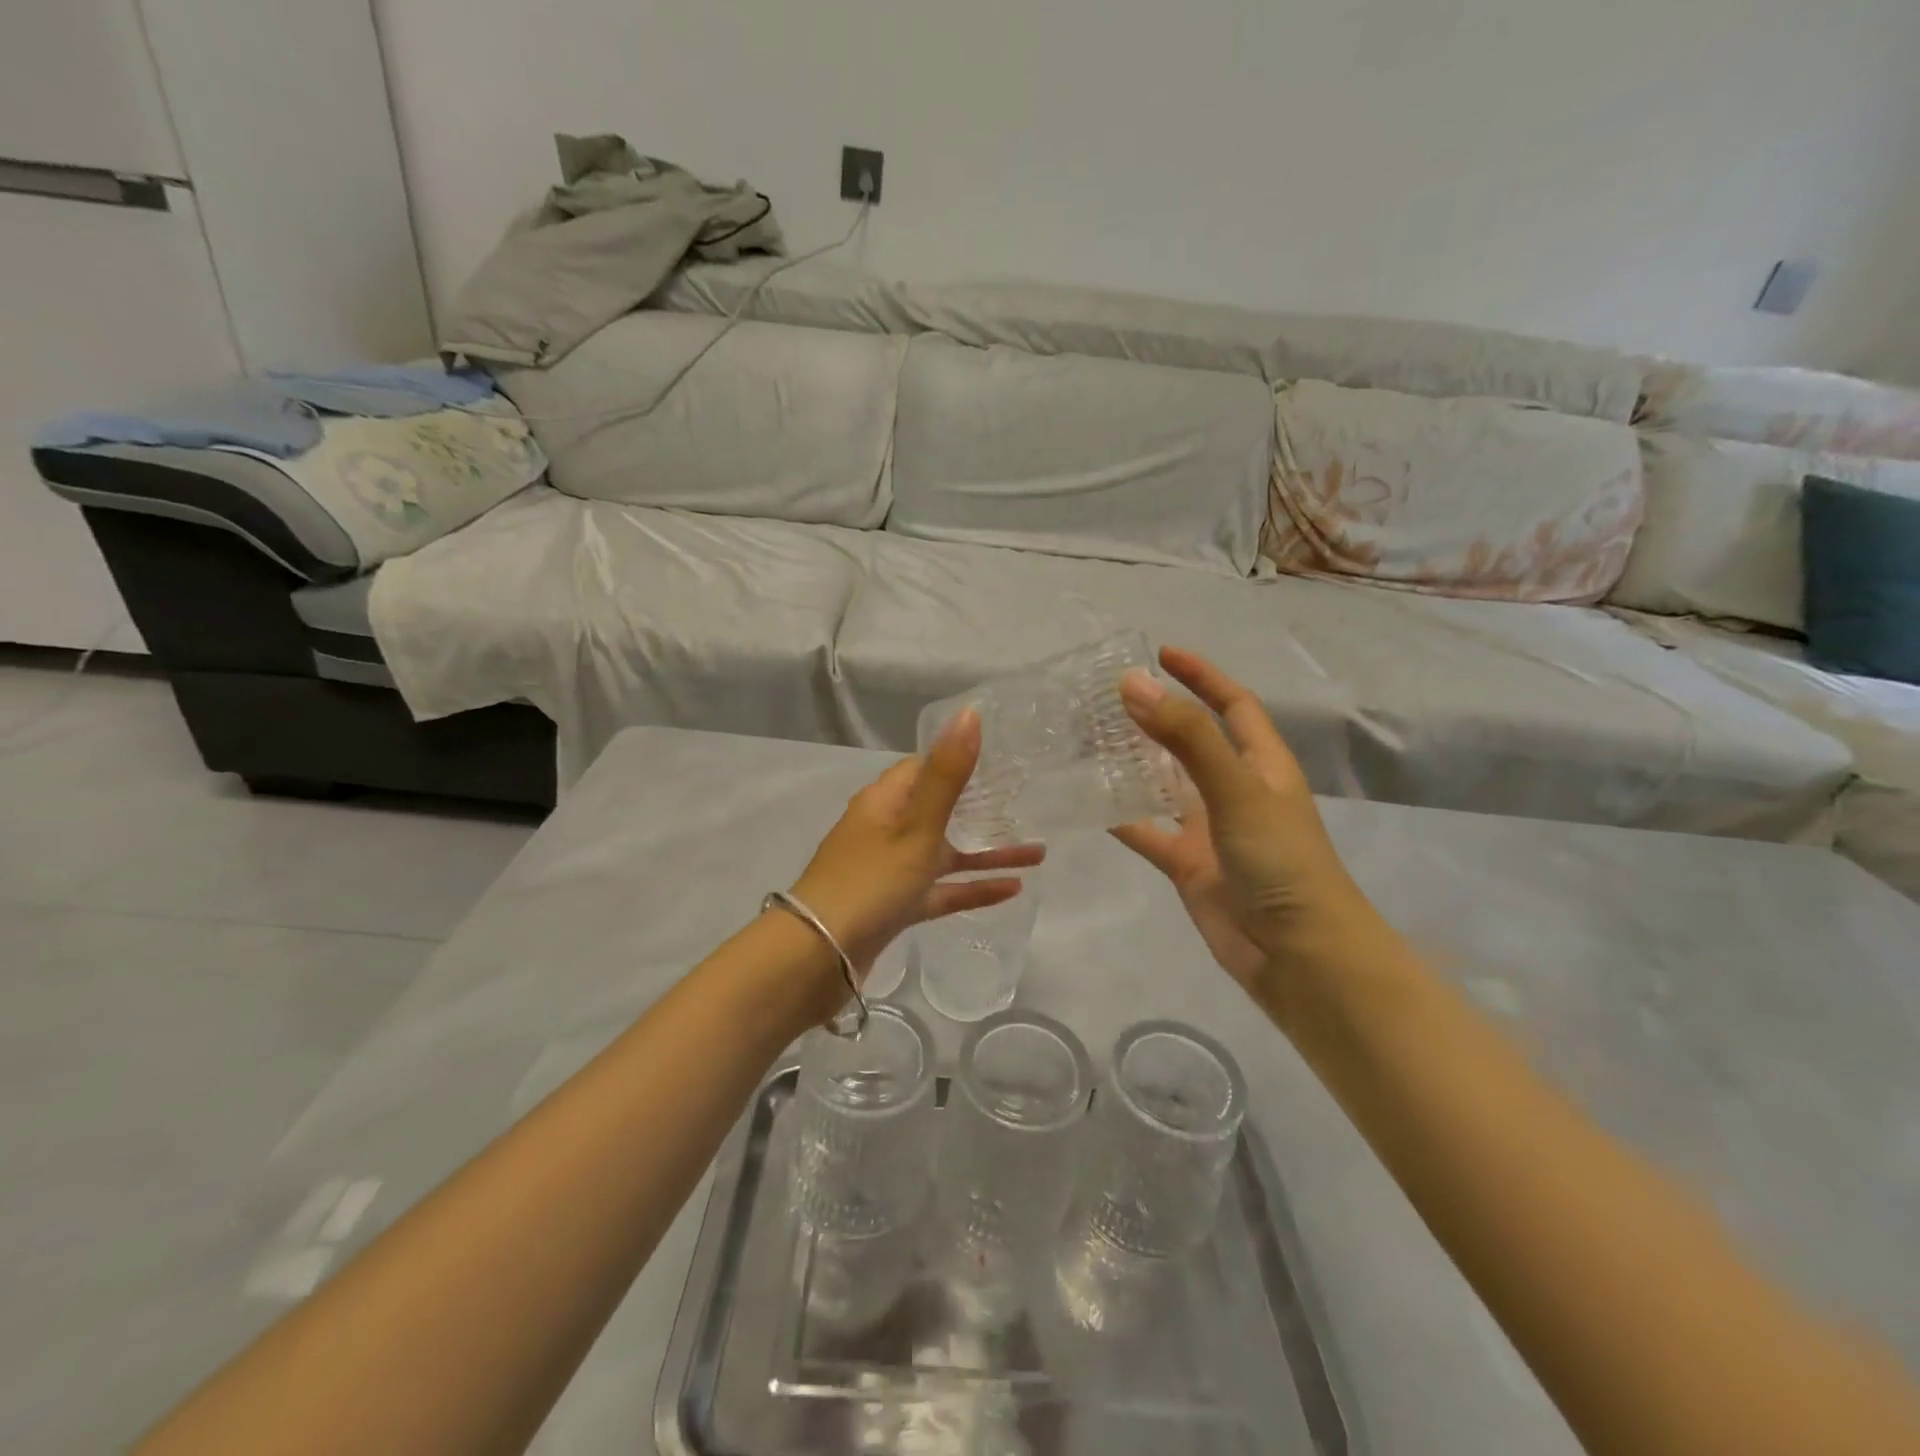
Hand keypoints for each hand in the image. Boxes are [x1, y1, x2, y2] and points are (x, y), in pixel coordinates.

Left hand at [791, 709, 1044, 978]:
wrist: (820, 956)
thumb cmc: (871, 881)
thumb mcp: (916, 826)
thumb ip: (947, 774)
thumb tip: (969, 713)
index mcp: (884, 802)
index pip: (923, 768)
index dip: (959, 760)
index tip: (1001, 760)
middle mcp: (886, 830)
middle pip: (939, 810)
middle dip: (981, 808)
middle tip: (1027, 803)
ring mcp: (891, 870)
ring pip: (946, 854)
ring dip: (987, 852)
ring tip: (1039, 852)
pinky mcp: (897, 906)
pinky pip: (942, 890)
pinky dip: (972, 888)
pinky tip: (1013, 889)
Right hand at [1112, 647, 1377, 995]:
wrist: (1297, 954)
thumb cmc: (1280, 860)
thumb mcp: (1236, 789)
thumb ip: (1185, 737)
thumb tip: (1132, 684)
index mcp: (1262, 764)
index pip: (1232, 704)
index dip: (1202, 675)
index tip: (1161, 654)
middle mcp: (1235, 789)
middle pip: (1192, 740)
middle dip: (1157, 716)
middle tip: (1107, 697)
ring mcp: (1209, 828)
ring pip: (1163, 785)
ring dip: (1132, 764)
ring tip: (1087, 740)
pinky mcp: (1187, 863)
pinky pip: (1146, 831)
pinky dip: (1120, 817)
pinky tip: (1085, 803)